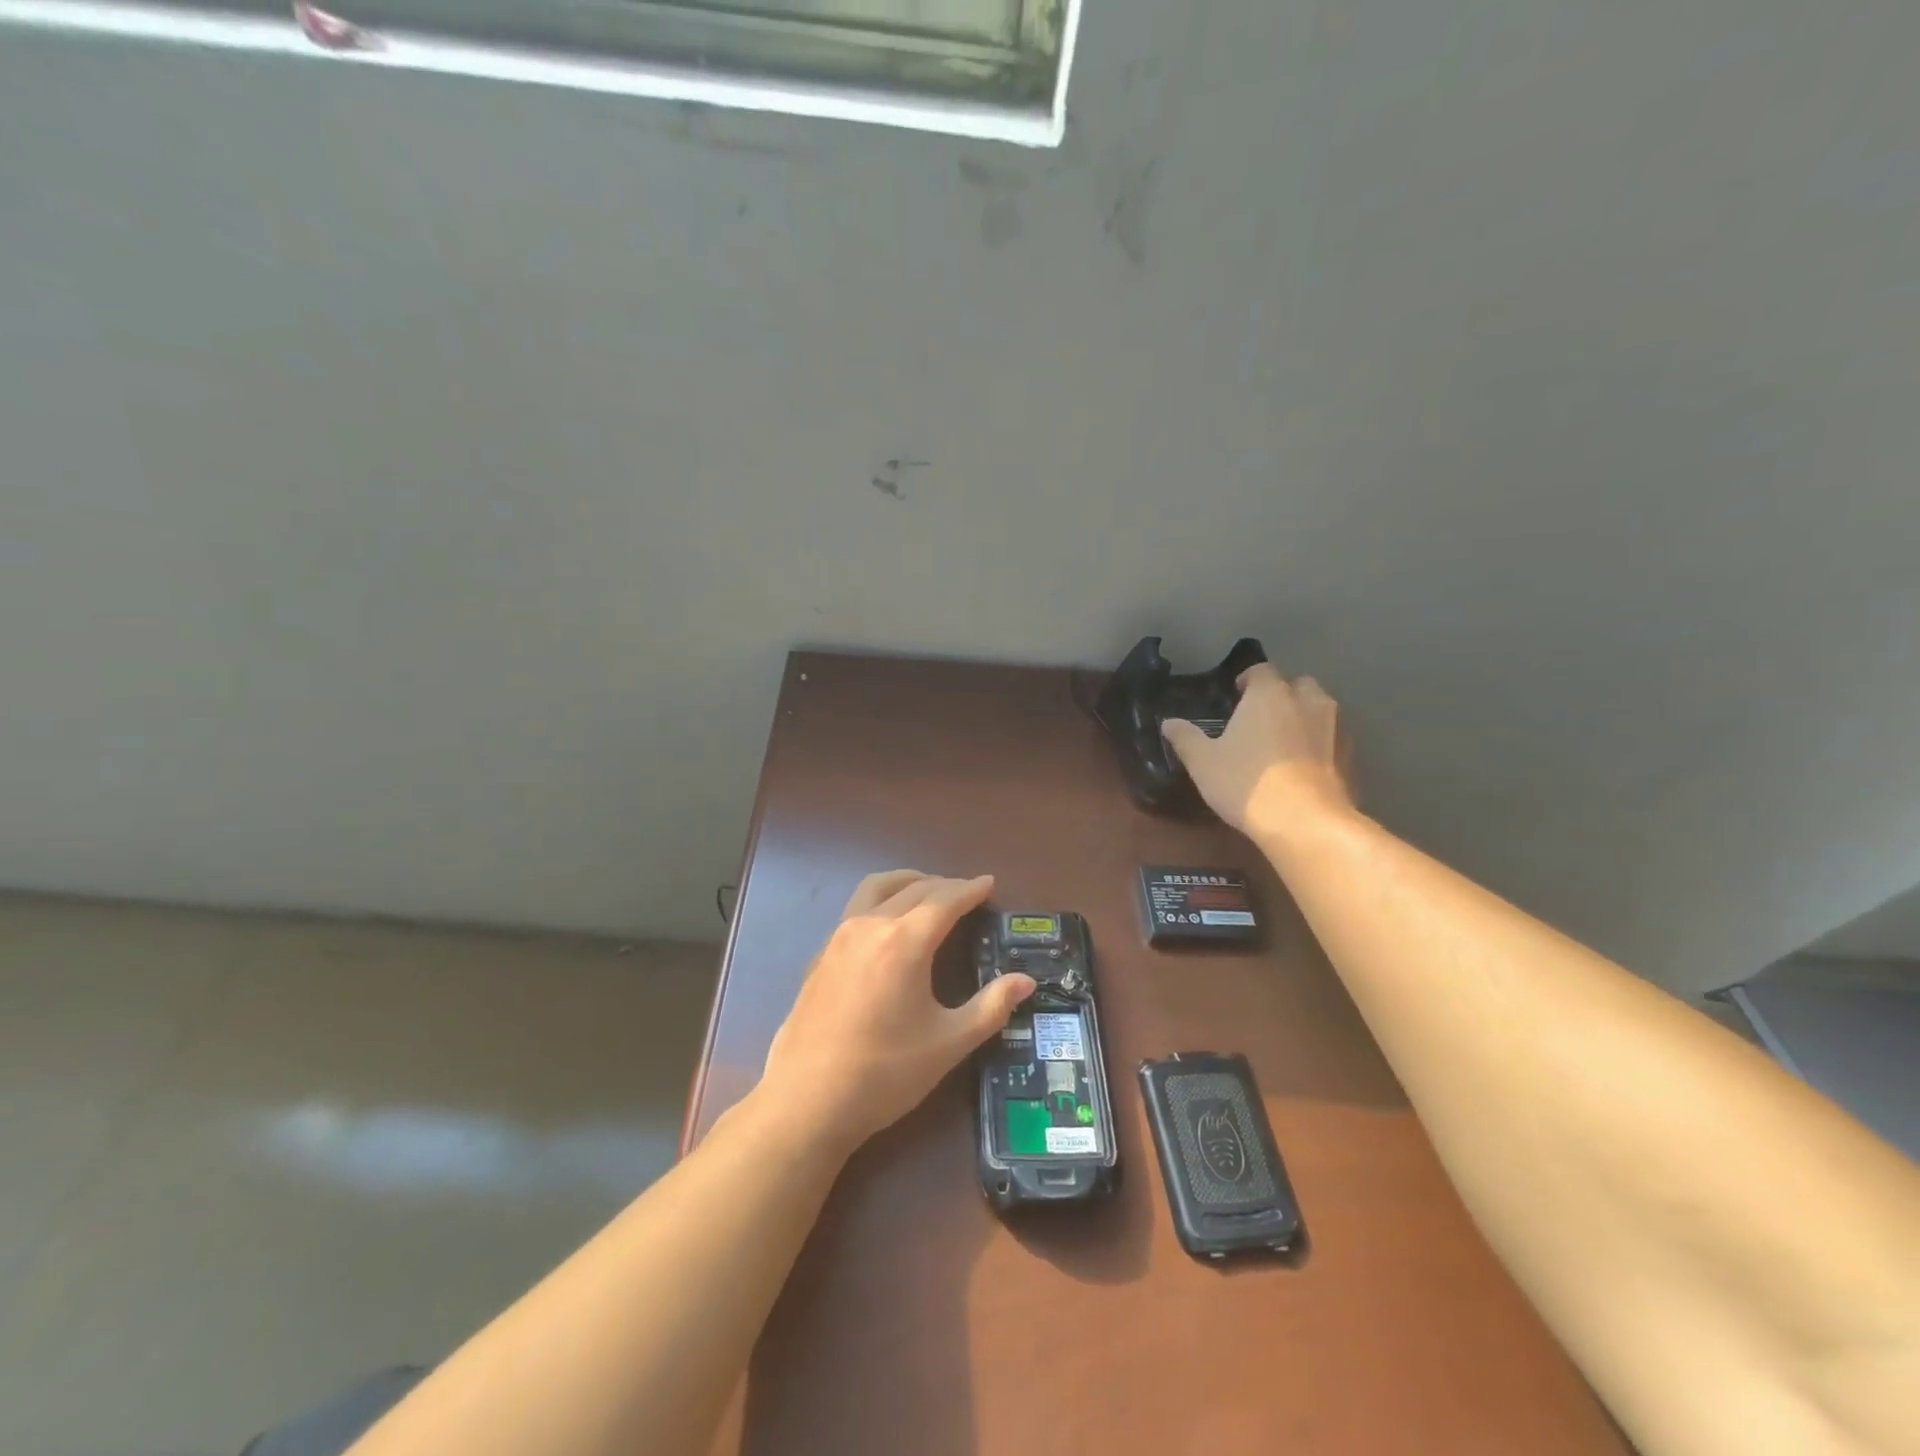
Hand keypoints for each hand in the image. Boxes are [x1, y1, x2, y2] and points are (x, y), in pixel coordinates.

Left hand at [760, 871, 1035, 1154]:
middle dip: (945, 885)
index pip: (946, 899)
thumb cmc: (885, 1073)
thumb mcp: (948, 1043)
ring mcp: (840, 935)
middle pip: (914, 888)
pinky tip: (890, 926)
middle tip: (968, 893)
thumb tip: (1026, 981)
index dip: (971, 889)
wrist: (807, 1100)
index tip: (989, 883)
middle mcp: (871, 924)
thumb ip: (991, 1007)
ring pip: (878, 887)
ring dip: (908, 882)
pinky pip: (858, 906)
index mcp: (905, 940)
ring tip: (929, 891)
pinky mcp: (822, 953)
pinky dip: (883, 899)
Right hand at [1162, 664, 1353, 840]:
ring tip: (1282, 740)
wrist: (1304, 821)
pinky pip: (1331, 737)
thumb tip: (1169, 723)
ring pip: (1318, 708)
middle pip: (1296, 684)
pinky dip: (1318, 742)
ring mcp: (1334, 726)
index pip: (1260, 670)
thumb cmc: (1245, 783)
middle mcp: (1306, 700)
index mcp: (1269, 694)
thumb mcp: (1203, 762)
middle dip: (1280, 694)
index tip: (1235, 696)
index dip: (1247, 680)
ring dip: (1303, 716)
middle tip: (1260, 717)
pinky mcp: (1350, 754)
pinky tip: (1302, 765)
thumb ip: (1185, 738)